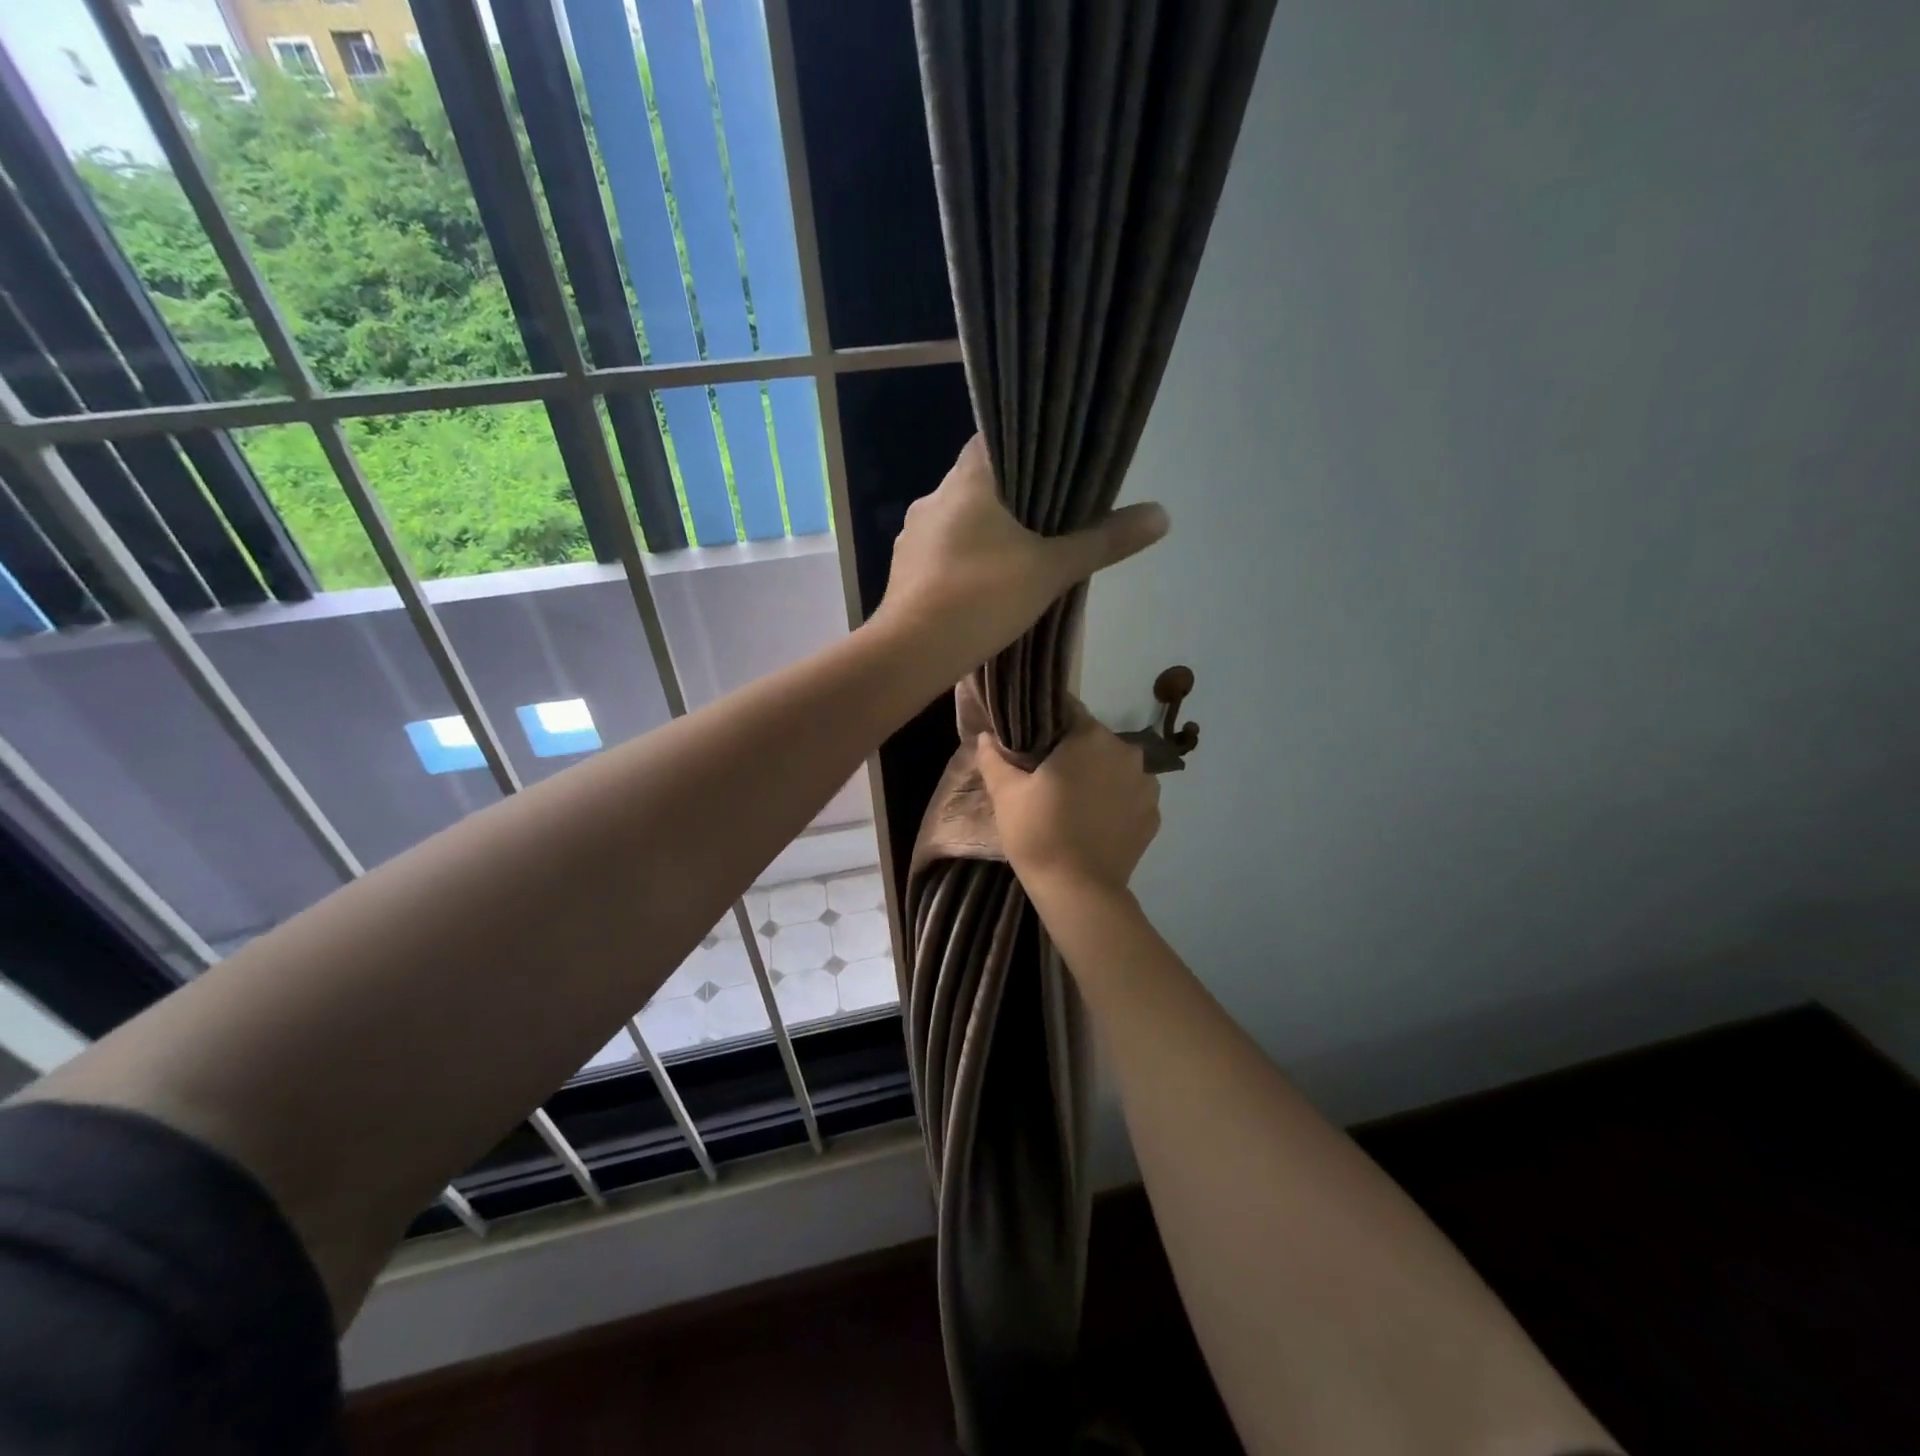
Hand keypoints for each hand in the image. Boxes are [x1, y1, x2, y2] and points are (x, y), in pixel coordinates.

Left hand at [873, 435, 1167, 680]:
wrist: (912, 653)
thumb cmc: (982, 598)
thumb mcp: (1052, 569)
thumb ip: (1103, 541)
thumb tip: (1162, 514)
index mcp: (966, 481)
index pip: (993, 438)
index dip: (1024, 445)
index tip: (1053, 461)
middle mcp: (932, 499)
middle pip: (977, 482)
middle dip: (1010, 496)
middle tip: (1048, 514)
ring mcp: (911, 536)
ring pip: (957, 520)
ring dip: (984, 531)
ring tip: (1021, 552)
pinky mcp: (903, 571)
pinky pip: (941, 552)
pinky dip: (963, 560)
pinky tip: (983, 584)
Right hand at [975, 705, 1160, 898]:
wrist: (1079, 892)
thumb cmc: (1039, 833)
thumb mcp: (1006, 794)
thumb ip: (995, 758)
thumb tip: (986, 736)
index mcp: (1091, 738)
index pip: (1069, 711)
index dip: (1047, 723)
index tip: (1031, 742)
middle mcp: (1127, 752)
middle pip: (1094, 740)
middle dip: (1073, 751)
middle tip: (1047, 775)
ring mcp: (1146, 785)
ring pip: (1115, 768)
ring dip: (1098, 775)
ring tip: (1074, 801)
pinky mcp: (1154, 816)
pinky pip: (1130, 796)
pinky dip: (1115, 801)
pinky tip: (1095, 821)